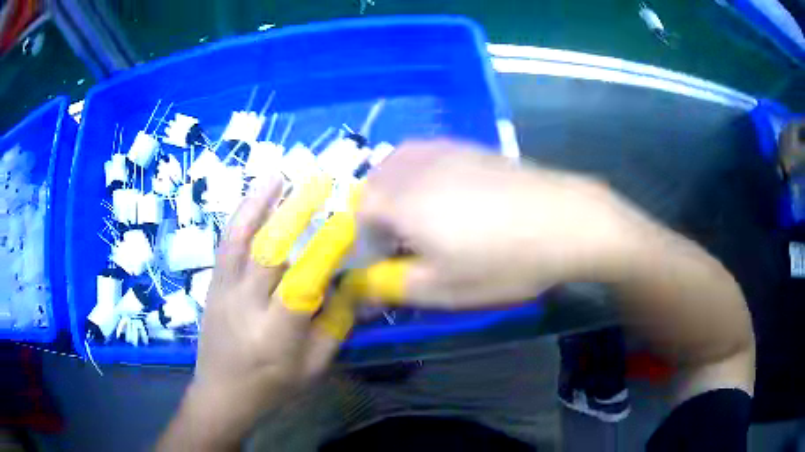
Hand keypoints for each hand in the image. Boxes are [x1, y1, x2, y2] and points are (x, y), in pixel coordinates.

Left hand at [158, 177, 339, 450]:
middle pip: (268, 251)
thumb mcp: (314, 367)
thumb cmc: (273, 386)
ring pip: (240, 240)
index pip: (303, 283)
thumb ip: (335, 325)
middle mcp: (246, 305)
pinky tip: (253, 201)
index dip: (325, 249)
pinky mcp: (213, 285)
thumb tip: (353, 284)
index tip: (346, 220)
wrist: (221, 394)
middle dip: (294, 212)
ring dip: (259, 204)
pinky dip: (240, 218)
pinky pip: (225, 245)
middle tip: (317, 181)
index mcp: (276, 333)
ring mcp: (223, 291)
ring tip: (278, 175)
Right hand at [356, 140, 753, 403]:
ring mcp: (442, 150)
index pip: (353, 217)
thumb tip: (358, 289)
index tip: (385, 266)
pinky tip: (450, 199)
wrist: (568, 219)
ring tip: (425, 224)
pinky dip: (421, 178)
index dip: (363, 245)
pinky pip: (425, 157)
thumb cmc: (504, 260)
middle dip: (376, 219)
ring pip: (396, 169)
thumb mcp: (442, 289)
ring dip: (397, 196)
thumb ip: (390, 287)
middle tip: (404, 248)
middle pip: (371, 189)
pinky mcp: (468, 147)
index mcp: (397, 200)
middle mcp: (412, 165)